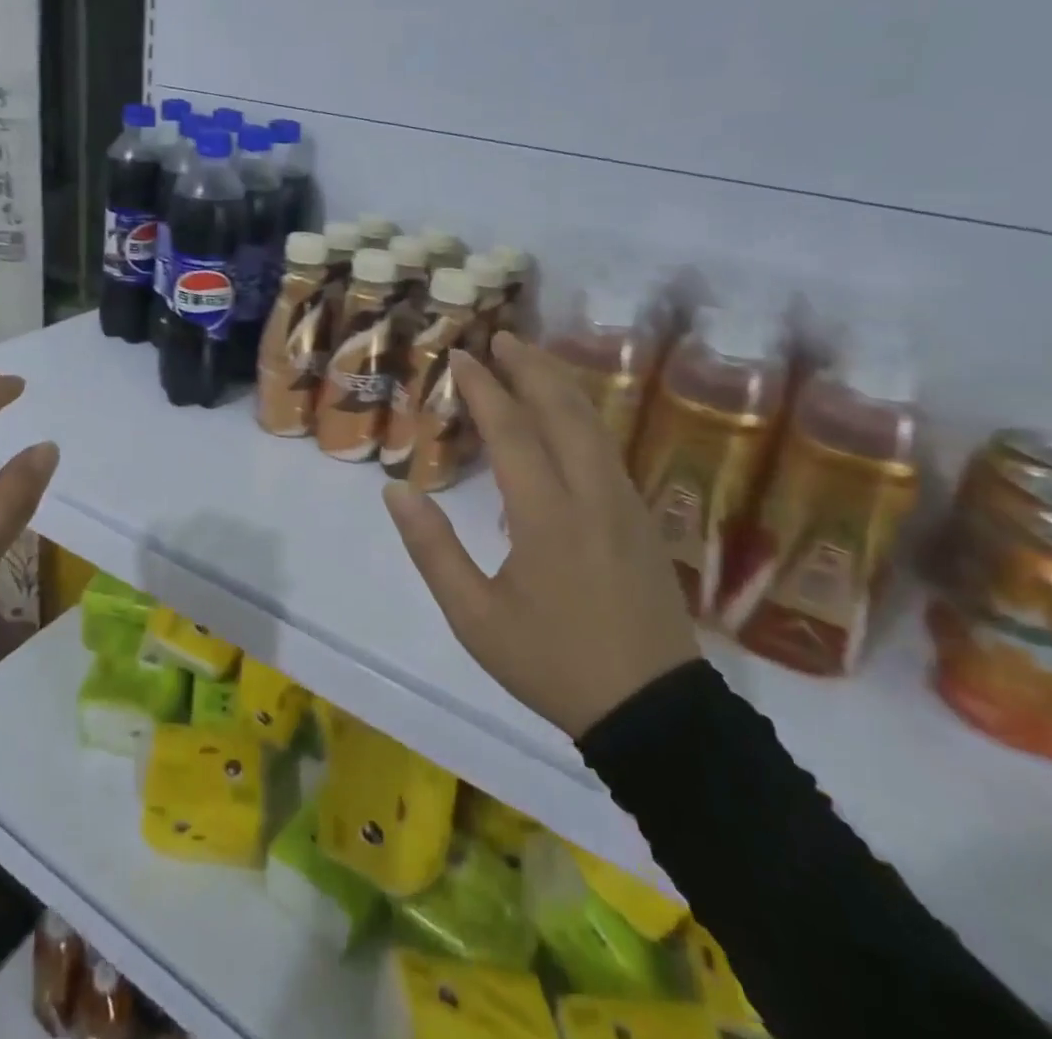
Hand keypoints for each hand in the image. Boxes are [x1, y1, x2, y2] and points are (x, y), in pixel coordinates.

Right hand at [382, 332, 697, 736]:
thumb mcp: (475, 618)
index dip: (483, 388)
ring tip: (530, 360)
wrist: (655, 713)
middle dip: (530, 368)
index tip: (460, 356)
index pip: (512, 431)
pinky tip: (566, 416)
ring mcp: (625, 504)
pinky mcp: (642, 519)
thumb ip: (433, 549)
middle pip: (563, 411)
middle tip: (501, 338)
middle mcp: (591, 495)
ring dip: (559, 384)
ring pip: (592, 425)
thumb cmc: (553, 663)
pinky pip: (606, 447)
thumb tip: (396, 491)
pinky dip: (580, 415)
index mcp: (547, 515)